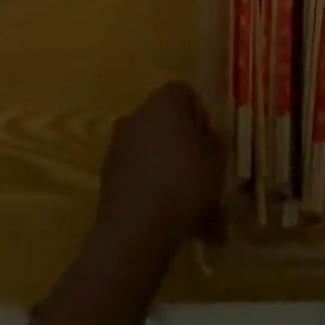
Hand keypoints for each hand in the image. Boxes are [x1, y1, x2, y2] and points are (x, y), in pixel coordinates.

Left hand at [92, 82, 224, 260]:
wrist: (136, 231)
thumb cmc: (183, 184)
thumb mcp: (216, 160)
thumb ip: (215, 141)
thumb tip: (207, 137)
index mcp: (164, 102)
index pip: (186, 93)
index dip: (201, 117)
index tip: (209, 144)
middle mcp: (137, 115)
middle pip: (167, 123)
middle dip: (185, 146)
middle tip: (202, 174)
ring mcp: (118, 145)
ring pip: (154, 152)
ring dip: (170, 170)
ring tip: (190, 207)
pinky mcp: (108, 174)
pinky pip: (139, 173)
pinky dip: (153, 187)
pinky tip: (168, 217)